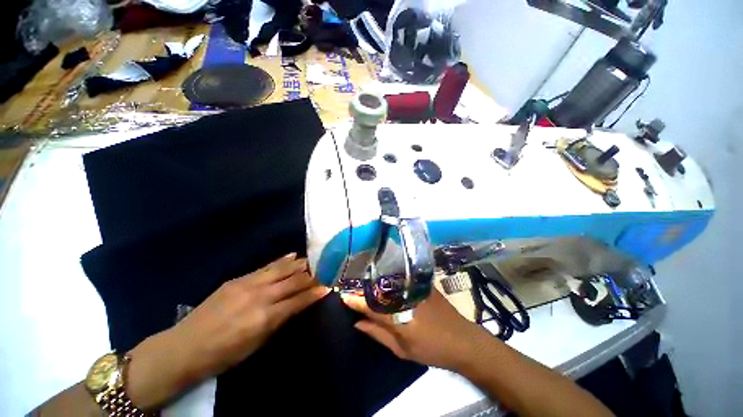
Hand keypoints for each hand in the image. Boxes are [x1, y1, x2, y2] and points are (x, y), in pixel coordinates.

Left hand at [126, 254, 329, 409]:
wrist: (184, 347)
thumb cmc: (224, 355)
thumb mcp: (256, 344)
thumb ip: (279, 321)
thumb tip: (297, 305)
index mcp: (265, 317)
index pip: (298, 300)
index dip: (315, 293)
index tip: (329, 286)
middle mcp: (260, 296)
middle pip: (293, 281)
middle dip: (312, 275)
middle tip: (325, 270)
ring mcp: (248, 284)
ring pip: (282, 269)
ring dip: (300, 264)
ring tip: (313, 260)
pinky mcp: (238, 279)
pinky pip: (266, 266)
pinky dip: (282, 261)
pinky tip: (292, 255)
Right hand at [342, 289, 487, 370]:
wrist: (463, 340)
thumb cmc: (432, 350)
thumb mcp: (402, 351)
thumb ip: (378, 334)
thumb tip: (357, 323)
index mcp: (399, 317)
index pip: (370, 306)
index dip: (355, 300)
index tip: (342, 295)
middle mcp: (405, 297)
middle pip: (377, 289)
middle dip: (362, 287)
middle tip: (349, 286)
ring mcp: (414, 287)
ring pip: (388, 281)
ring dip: (373, 281)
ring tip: (362, 281)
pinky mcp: (422, 282)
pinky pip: (400, 278)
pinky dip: (388, 279)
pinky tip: (382, 279)